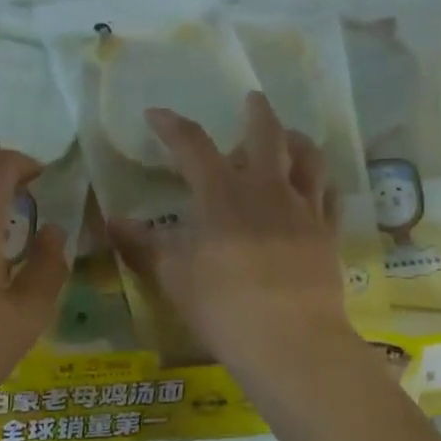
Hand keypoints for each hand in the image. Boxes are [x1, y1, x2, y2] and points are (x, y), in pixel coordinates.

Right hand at [110, 93, 358, 381]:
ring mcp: (303, 210)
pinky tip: (316, 188)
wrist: (290, 341)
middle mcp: (266, 190)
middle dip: (256, 113)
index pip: (192, 145)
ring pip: (308, 158)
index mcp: (222, 195)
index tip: (156, 114)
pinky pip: (328, 196)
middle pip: (266, 135)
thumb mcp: (172, 275)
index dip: (172, 125)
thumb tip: (112, 222)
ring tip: (290, 137)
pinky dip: (320, 183)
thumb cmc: (222, 306)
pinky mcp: (327, 234)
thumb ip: (142, 244)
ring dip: (296, 140)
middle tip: (252, 99)